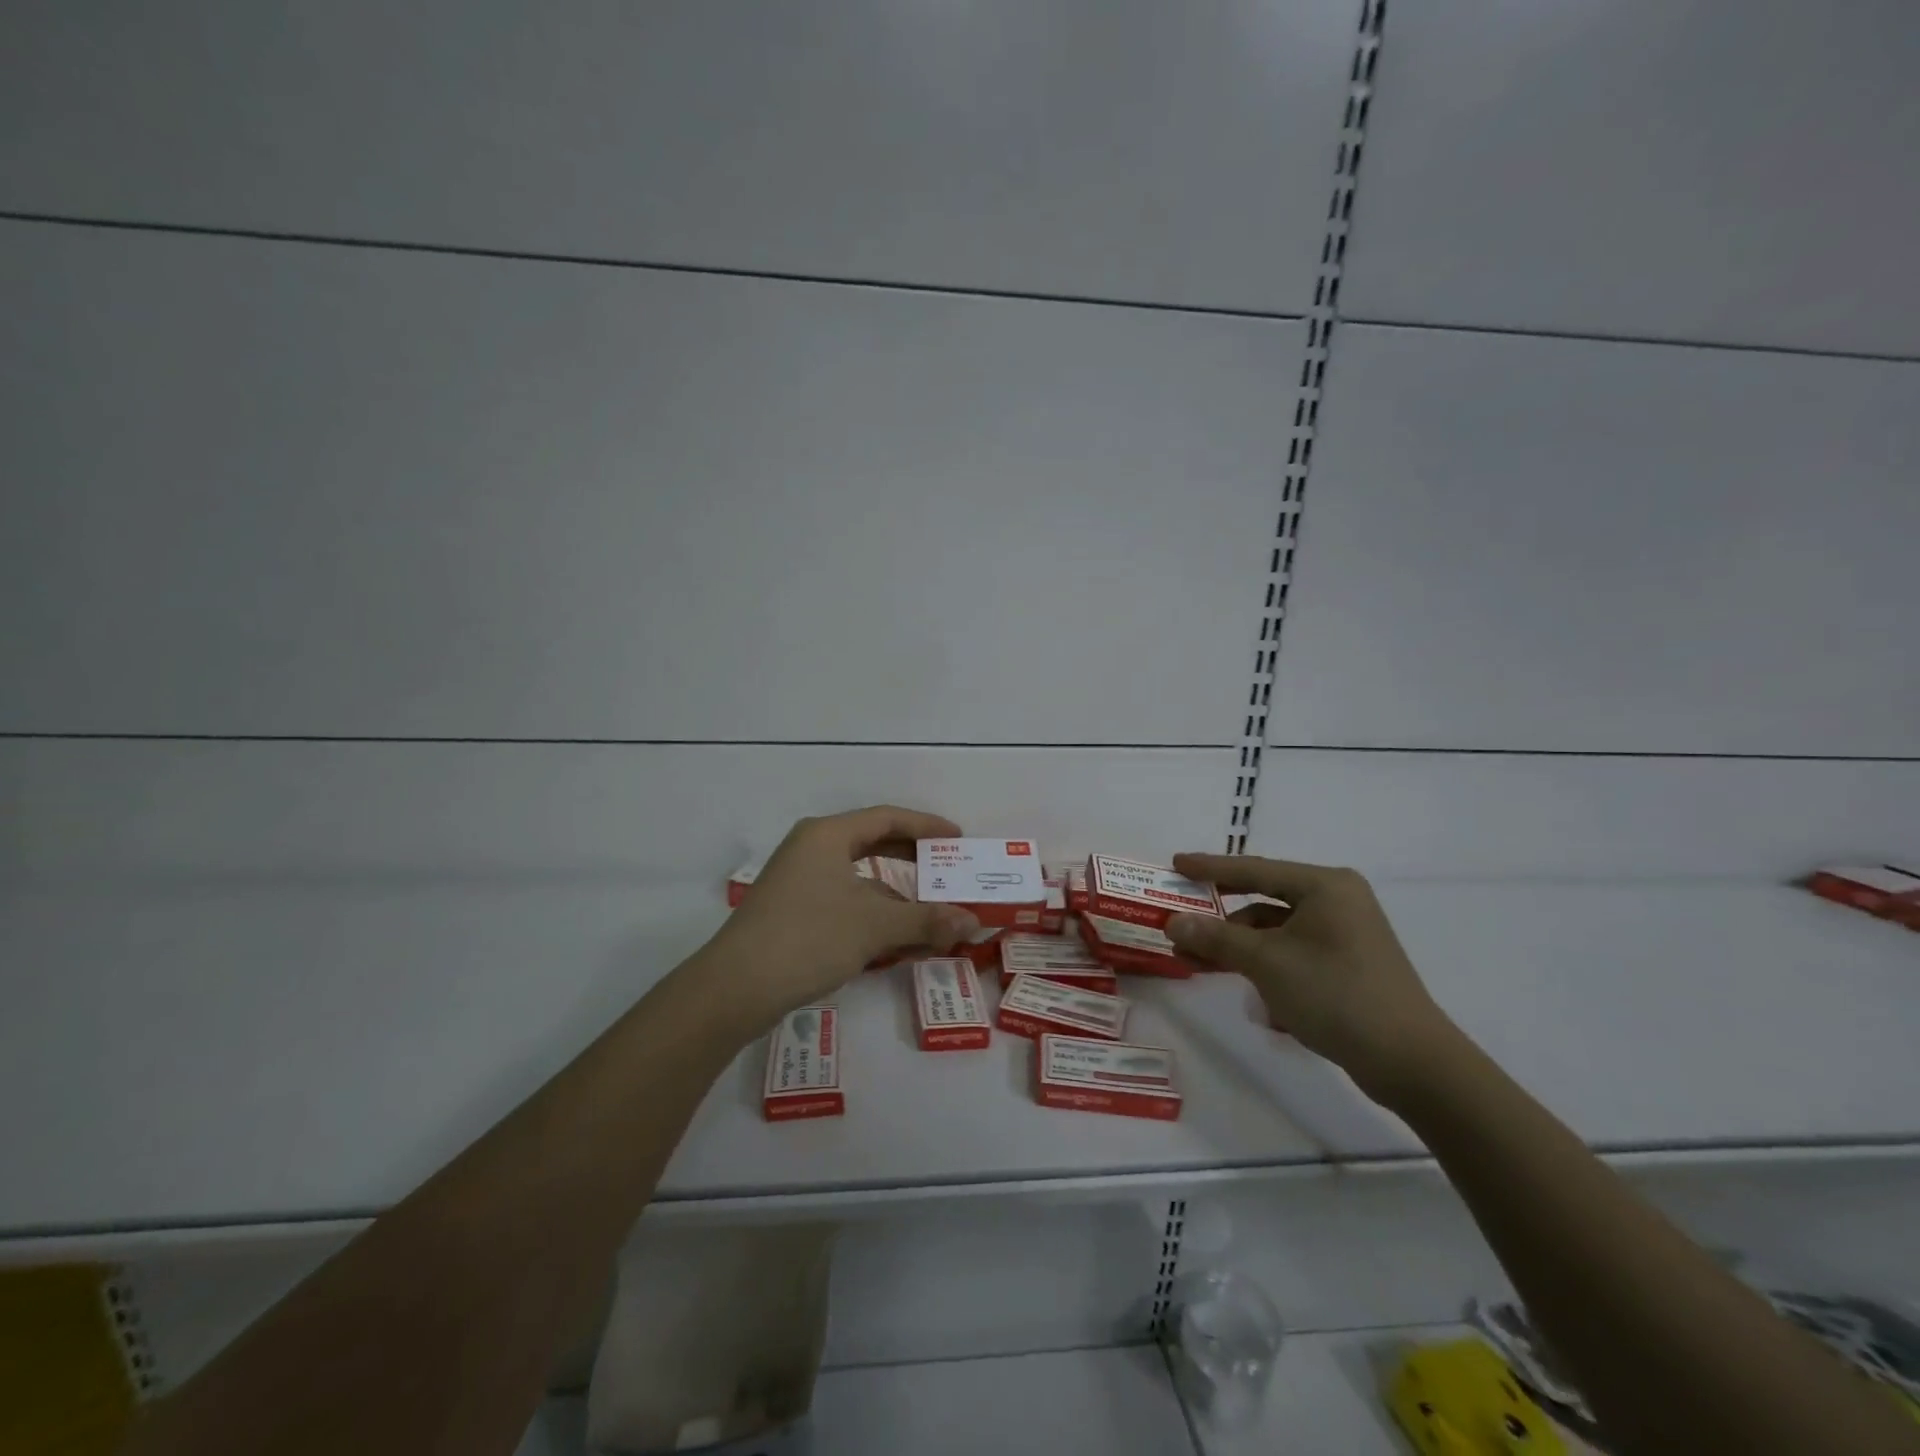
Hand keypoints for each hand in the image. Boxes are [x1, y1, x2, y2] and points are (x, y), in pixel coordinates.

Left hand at [703, 806, 979, 1026]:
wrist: (734, 988)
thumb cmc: (808, 938)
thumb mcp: (874, 927)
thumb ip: (926, 920)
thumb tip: (972, 921)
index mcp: (827, 835)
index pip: (887, 818)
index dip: (926, 826)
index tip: (958, 838)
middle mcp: (811, 848)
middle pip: (872, 842)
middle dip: (913, 857)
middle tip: (947, 868)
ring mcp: (798, 880)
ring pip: (859, 876)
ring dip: (896, 894)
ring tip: (930, 911)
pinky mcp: (792, 910)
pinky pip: (845, 899)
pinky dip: (874, 913)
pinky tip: (896, 938)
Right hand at [1165, 855, 1457, 1103]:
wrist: (1411, 1062)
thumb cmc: (1336, 994)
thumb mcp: (1267, 962)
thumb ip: (1217, 937)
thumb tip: (1172, 921)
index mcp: (1324, 886)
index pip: (1254, 869)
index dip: (1210, 867)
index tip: (1175, 862)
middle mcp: (1336, 902)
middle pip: (1262, 901)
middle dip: (1219, 919)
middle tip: (1178, 921)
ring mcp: (1344, 935)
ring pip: (1275, 932)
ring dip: (1237, 947)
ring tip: (1196, 963)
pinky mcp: (1346, 966)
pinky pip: (1292, 954)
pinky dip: (1265, 965)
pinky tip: (1246, 992)